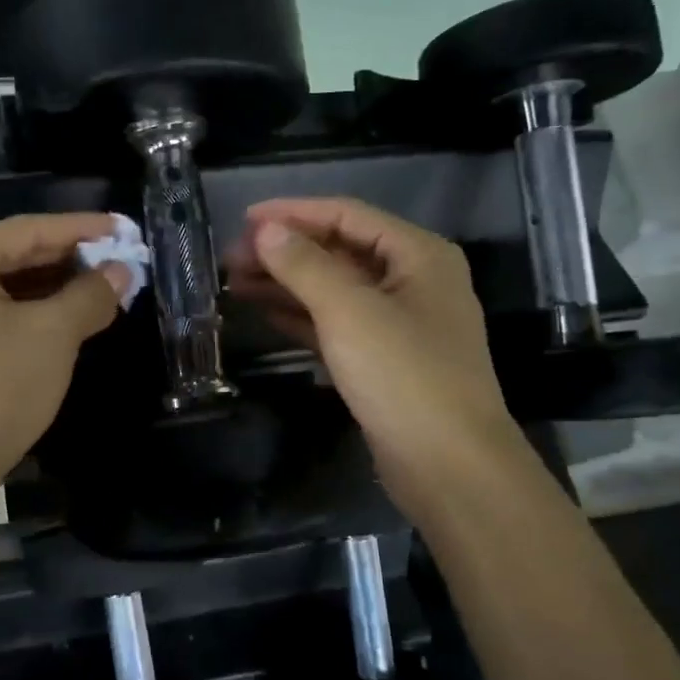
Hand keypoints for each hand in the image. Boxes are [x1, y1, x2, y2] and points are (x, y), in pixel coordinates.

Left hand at [0, 213, 132, 491]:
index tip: (124, 227)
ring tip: (110, 281)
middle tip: (123, 256)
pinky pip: (5, 309)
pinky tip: (78, 310)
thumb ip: (90, 294)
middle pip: (20, 253)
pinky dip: (42, 308)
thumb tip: (122, 272)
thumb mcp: (54, 333)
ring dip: (61, 284)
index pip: (29, 230)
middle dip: (73, 257)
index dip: (81, 229)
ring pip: (15, 283)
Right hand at [226, 198, 518, 495]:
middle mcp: (412, 281)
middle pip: (339, 251)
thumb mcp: (349, 312)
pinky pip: (335, 324)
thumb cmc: (404, 375)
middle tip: (231, 258)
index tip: (243, 220)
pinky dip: (300, 316)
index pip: (348, 215)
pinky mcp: (382, 359)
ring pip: (333, 290)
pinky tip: (263, 312)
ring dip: (286, 284)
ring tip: (235, 283)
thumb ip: (305, 265)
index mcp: (419, 256)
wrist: (448, 466)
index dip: (294, 213)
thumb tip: (266, 230)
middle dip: (285, 252)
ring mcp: (398, 323)